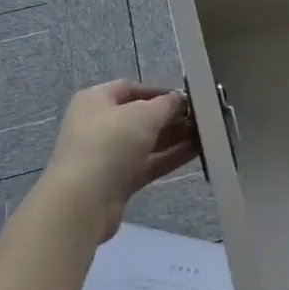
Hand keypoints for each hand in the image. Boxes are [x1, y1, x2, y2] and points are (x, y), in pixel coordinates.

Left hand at [40, 80, 197, 242]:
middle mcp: (98, 124)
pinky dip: (169, 157)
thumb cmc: (110, 143)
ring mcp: (107, 155)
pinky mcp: (116, 182)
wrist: (83, 201)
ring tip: (205, 134)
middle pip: (140, 116)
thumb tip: (179, 99)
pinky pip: (147, 164)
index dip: (159, 91)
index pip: (131, 88)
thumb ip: (166, 104)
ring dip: (174, 138)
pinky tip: (196, 153)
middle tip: (201, 118)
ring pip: (146, 142)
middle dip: (170, 117)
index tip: (187, 97)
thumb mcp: (143, 115)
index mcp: (95, 100)